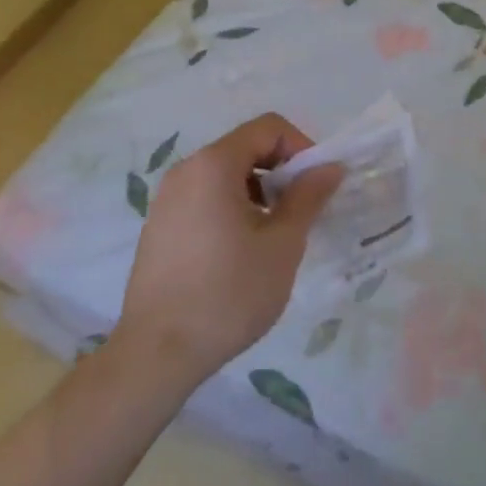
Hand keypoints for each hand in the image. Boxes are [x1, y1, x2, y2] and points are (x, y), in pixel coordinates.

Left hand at [109, 114, 342, 384]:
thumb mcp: (282, 244)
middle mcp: (186, 171)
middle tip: (300, 211)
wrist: (155, 357)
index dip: (301, 147)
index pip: (269, 127)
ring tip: (272, 235)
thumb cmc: (227, 294)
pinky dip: (231, 207)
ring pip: (225, 174)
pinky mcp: (158, 227)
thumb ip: (308, 196)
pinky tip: (239, 252)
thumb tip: (330, 167)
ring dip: (258, 191)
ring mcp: (167, 199)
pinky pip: (205, 197)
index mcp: (214, 164)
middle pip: (246, 147)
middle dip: (280, 171)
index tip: (315, 185)